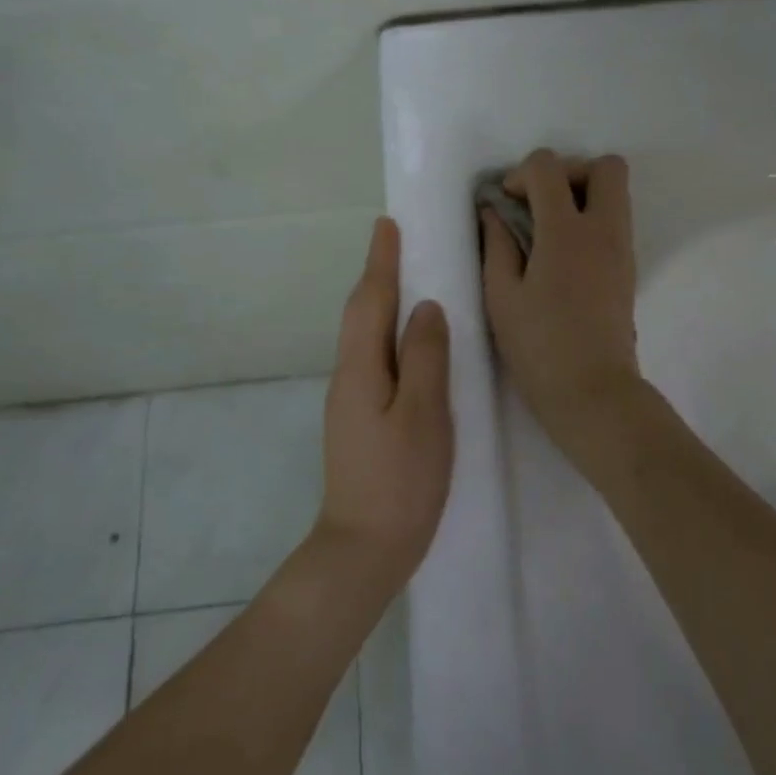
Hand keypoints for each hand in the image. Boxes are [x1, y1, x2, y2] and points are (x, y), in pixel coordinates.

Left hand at [318, 217, 454, 586]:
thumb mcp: (423, 415)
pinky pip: (375, 358)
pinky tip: (410, 341)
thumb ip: (426, 357)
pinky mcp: (362, 419)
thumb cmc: (400, 481)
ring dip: (382, 302)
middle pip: (362, 313)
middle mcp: (349, 376)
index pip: (371, 301)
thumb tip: (426, 307)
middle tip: (399, 243)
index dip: (381, 261)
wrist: (364, 550)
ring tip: (409, 280)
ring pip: (367, 336)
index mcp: (361, 369)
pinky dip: (389, 333)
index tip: (387, 224)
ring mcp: (352, 400)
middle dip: (378, 275)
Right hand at [480, 149, 642, 437]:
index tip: (506, 202)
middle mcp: (603, 229)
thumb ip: (496, 244)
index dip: (521, 173)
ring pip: (617, 192)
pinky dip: (592, 219)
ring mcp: (622, 248)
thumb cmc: (539, 346)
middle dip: (569, 170)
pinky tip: (564, 254)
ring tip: (549, 228)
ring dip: (583, 194)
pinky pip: (616, 220)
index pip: (549, 167)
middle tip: (541, 202)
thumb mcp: (501, 295)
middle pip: (605, 166)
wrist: (593, 392)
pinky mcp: (629, 268)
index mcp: (566, 231)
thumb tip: (493, 212)